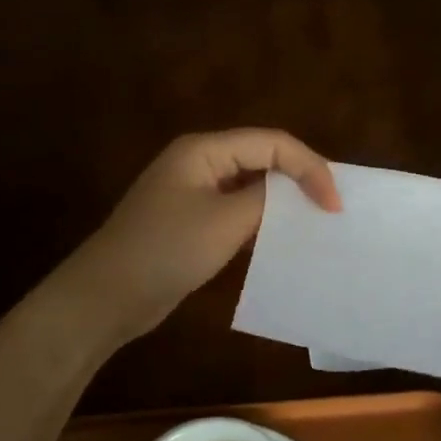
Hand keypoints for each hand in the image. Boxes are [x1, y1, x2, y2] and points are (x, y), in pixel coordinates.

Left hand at [53, 129, 341, 347]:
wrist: (106, 297)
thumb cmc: (166, 250)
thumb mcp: (225, 222)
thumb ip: (267, 199)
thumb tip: (296, 194)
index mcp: (203, 150)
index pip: (271, 143)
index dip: (309, 167)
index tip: (334, 204)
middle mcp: (199, 163)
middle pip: (262, 158)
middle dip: (299, 179)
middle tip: (332, 209)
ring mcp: (192, 193)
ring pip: (251, 186)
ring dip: (282, 202)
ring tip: (315, 223)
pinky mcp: (191, 222)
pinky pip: (236, 211)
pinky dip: (261, 222)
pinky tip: (281, 241)